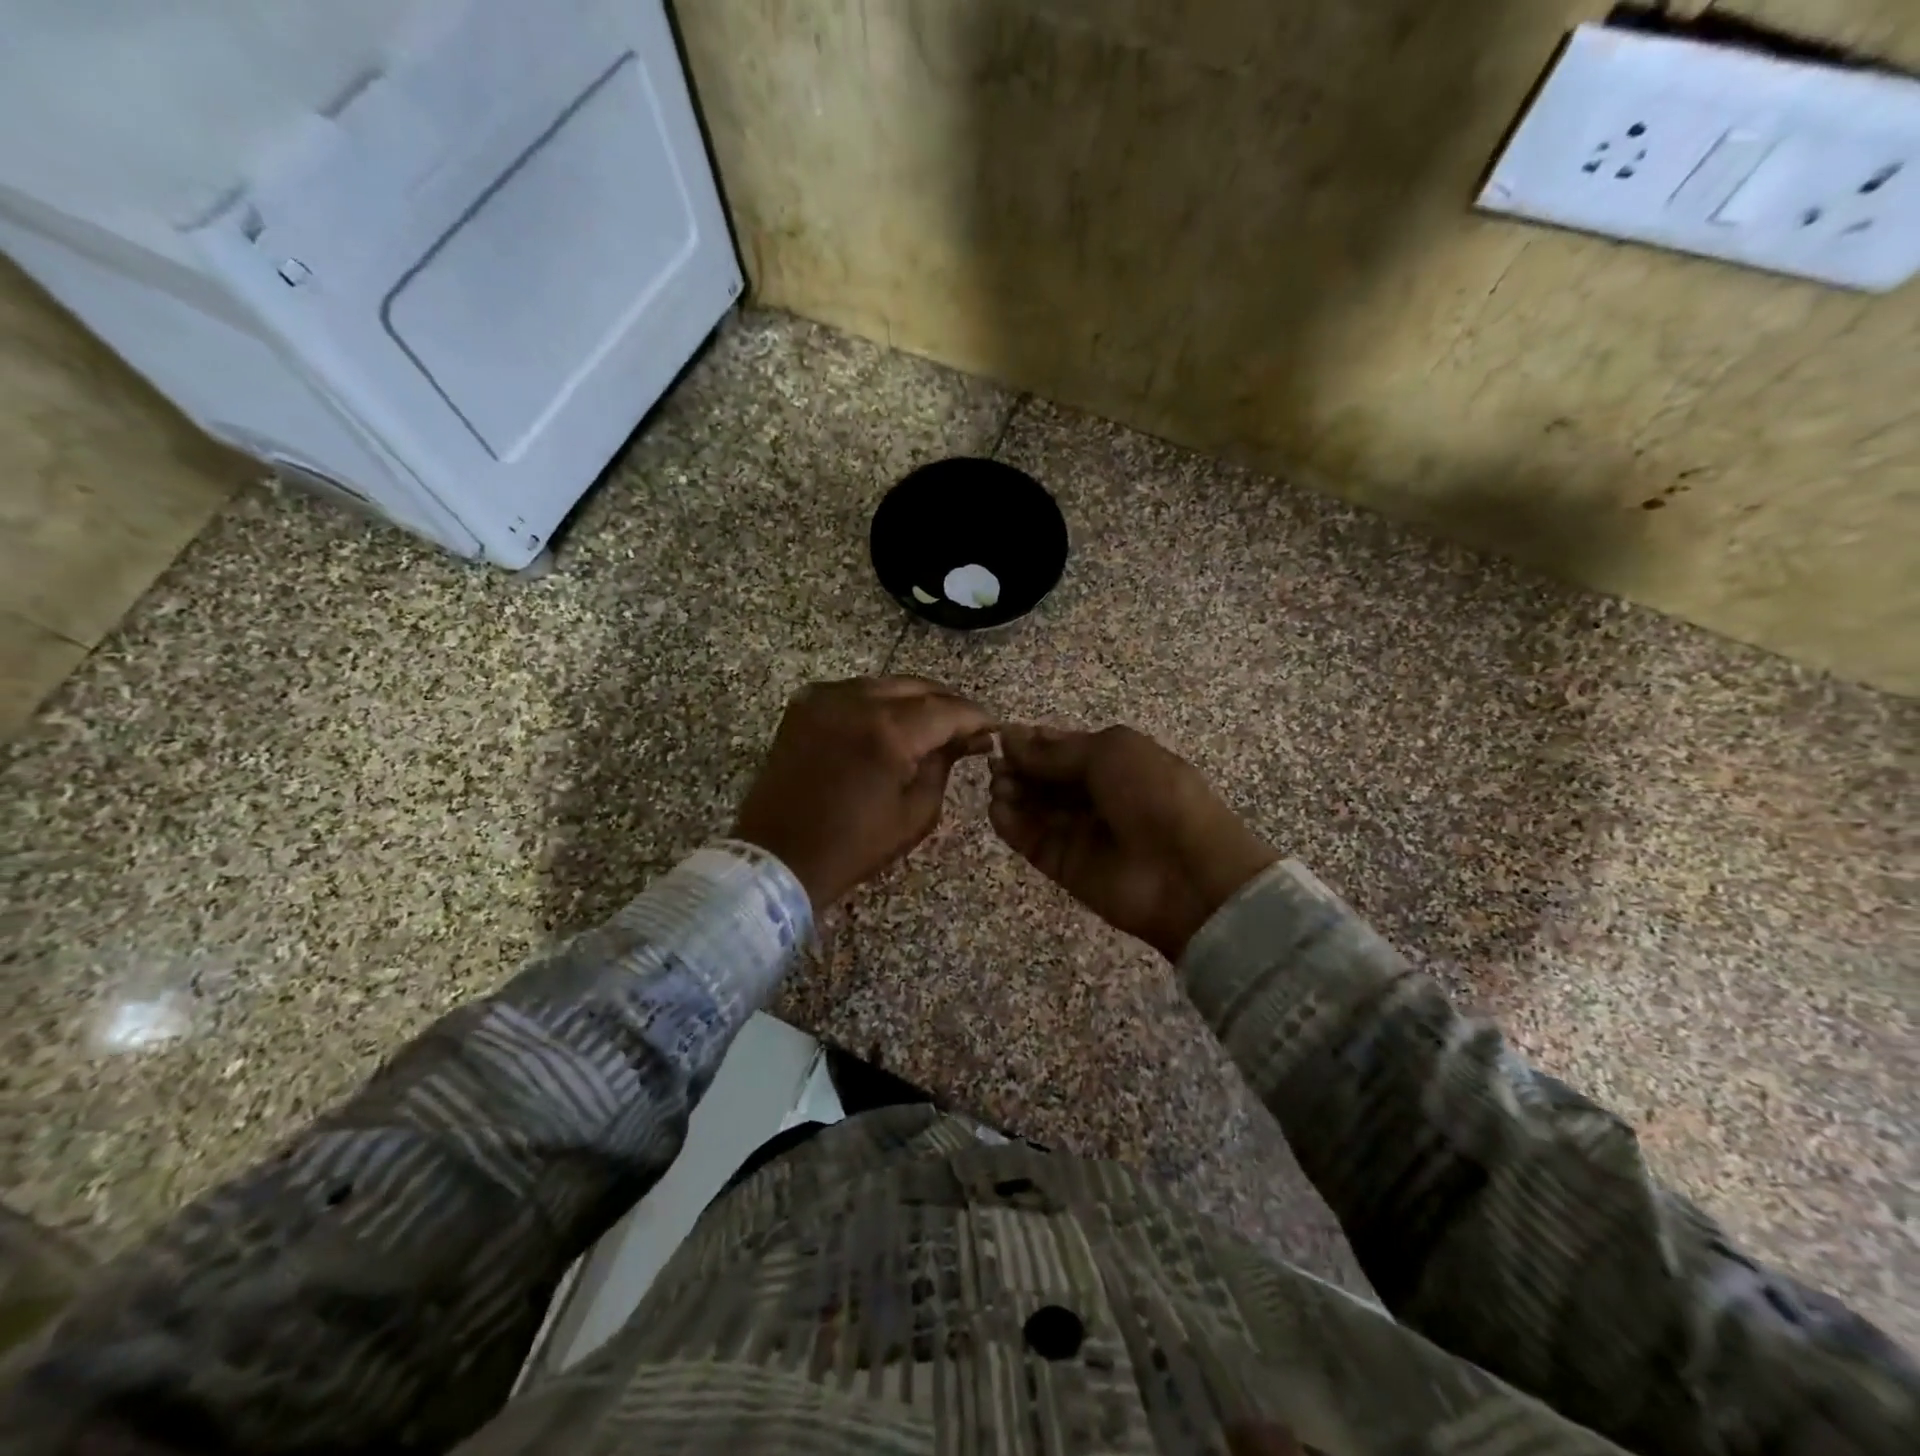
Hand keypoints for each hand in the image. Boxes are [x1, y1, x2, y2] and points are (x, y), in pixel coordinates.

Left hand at [735, 677, 992, 909]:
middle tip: (965, 727)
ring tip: (931, 725)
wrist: (777, 856)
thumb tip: (967, 739)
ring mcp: (825, 697)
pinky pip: (854, 691)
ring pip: (886, 684)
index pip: (947, 709)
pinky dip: (878, 702)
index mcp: (888, 732)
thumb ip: (944, 764)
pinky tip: (889, 724)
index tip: (992, 728)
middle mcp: (856, 701)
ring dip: (913, 701)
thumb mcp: (915, 813)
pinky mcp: (804, 704)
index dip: (975, 716)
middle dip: (947, 704)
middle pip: (918, 686)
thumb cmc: (853, 846)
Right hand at [989, 724, 1279, 961]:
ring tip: (998, 785)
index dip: (1032, 741)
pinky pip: (1030, 840)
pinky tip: (998, 809)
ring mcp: (1079, 831)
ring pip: (1034, 807)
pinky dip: (1010, 824)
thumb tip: (1011, 738)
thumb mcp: (1112, 752)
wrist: (1188, 874)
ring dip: (1011, 792)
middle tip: (995, 764)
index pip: (1063, 748)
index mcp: (1116, 761)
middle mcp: (1095, 794)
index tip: (1001, 736)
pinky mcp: (1064, 866)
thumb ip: (1057, 750)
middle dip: (1019, 766)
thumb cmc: (1156, 796)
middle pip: (1045, 777)